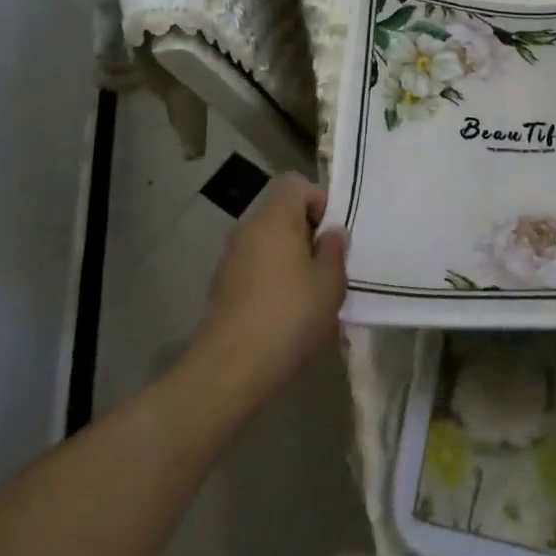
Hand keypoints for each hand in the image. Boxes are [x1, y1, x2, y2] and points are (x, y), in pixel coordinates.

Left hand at [189, 173, 347, 408]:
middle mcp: (248, 229)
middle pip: (282, 215)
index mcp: (274, 218)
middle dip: (306, 236)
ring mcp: (230, 259)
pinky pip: (255, 270)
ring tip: (309, 297)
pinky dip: (271, 282)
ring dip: (290, 261)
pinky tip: (285, 317)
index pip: (295, 184)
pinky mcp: (222, 288)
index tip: (330, 235)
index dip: (317, 201)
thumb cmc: (288, 316)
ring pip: (269, 245)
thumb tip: (330, 235)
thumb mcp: (329, 283)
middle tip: (326, 269)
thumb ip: (334, 251)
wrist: (229, 370)